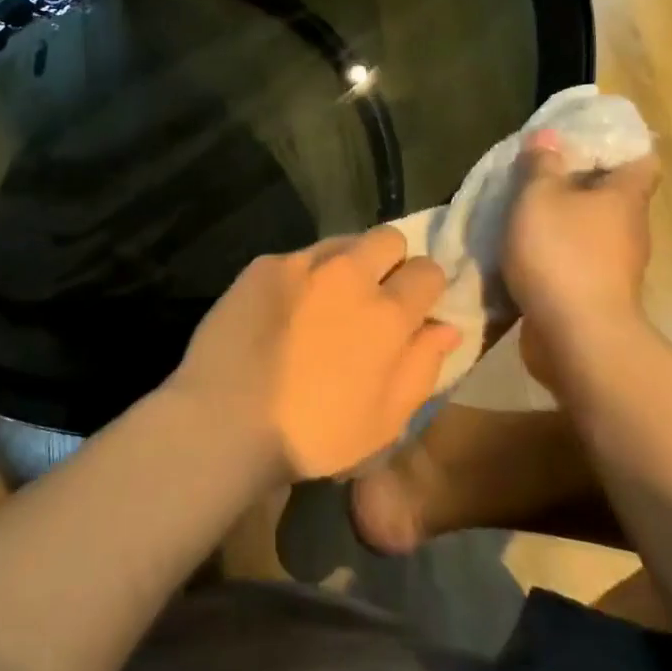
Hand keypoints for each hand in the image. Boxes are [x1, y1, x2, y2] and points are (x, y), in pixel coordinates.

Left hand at [166, 228, 459, 481]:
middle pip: (389, 237)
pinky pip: (298, 257)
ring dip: (348, 263)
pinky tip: (285, 309)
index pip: (429, 270)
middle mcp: (349, 274)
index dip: (427, 289)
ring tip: (328, 301)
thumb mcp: (385, 420)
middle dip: (392, 261)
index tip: (416, 308)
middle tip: (375, 296)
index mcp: (387, 312)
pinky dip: (304, 276)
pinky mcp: (263, 265)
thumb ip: (423, 366)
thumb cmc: (313, 433)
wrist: (225, 419)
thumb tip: (447, 327)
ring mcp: (301, 263)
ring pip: (342, 241)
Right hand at [503, 129, 660, 380]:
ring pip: (592, 230)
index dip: (618, 146)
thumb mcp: (539, 198)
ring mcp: (617, 266)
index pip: (641, 160)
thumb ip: (542, 166)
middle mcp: (630, 229)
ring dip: (565, 222)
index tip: (586, 139)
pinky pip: (577, 261)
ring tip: (526, 213)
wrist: (577, 337)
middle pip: (612, 196)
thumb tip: (550, 136)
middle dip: (580, 183)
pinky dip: (557, 254)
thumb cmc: (561, 254)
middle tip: (541, 172)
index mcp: (625, 198)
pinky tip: (527, 252)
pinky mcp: (597, 295)